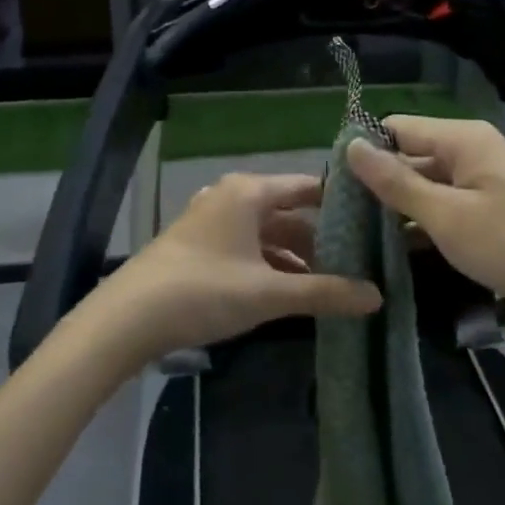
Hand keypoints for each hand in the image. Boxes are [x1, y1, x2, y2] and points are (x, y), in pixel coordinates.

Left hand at [86, 172, 382, 362]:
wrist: (127, 318)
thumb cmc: (204, 290)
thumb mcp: (269, 293)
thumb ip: (325, 292)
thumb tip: (377, 296)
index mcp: (249, 192)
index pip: (308, 187)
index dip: (340, 204)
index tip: (374, 223)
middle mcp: (231, 197)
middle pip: (288, 212)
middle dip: (320, 239)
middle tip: (358, 263)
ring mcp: (211, 221)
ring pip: (266, 233)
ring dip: (295, 256)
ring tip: (329, 283)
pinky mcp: (198, 245)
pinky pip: (246, 246)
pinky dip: (269, 265)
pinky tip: (287, 292)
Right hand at [347, 116, 504, 333]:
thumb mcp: (446, 217)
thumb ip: (396, 182)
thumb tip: (351, 146)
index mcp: (462, 139)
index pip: (396, 128)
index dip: (365, 151)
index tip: (332, 185)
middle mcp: (470, 150)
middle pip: (410, 155)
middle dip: (378, 182)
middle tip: (339, 217)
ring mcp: (481, 180)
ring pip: (425, 183)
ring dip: (397, 206)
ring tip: (356, 234)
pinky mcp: (487, 208)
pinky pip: (443, 204)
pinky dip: (421, 221)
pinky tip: (392, 246)